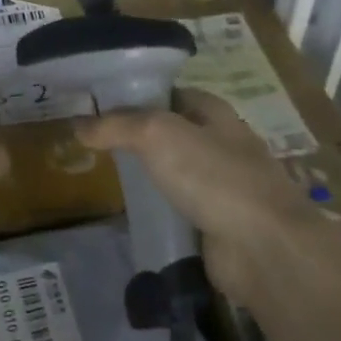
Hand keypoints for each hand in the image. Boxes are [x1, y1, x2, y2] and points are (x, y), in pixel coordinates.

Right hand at [76, 90, 326, 300]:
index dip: (139, 95)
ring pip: (176, 172)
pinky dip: (159, 209)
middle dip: (139, 136)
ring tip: (106, 176)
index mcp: (216, 114)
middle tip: (96, 142)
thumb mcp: (156, 135)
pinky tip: (132, 212)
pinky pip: (181, 208)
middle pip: (173, 133)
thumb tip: (78, 126)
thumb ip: (115, 126)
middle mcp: (223, 145)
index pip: (172, 93)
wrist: (262, 247)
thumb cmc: (213, 176)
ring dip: (149, 175)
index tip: (101, 104)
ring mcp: (224, 187)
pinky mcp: (219, 224)